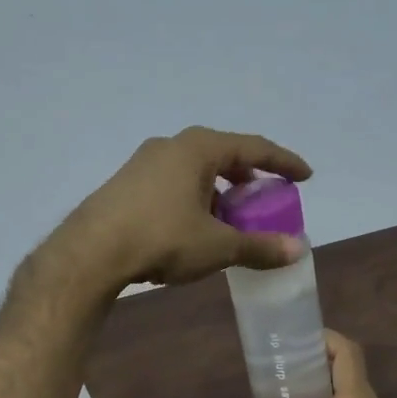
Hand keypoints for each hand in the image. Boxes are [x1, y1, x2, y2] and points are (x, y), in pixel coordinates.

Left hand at [50, 126, 311, 290]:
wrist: (91, 252)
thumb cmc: (162, 238)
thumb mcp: (217, 246)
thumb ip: (258, 246)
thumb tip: (298, 250)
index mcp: (199, 148)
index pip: (254, 147)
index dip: (283, 162)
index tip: (305, 176)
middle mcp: (171, 145)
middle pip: (222, 155)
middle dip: (248, 177)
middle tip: (265, 198)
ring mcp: (143, 163)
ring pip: (194, 171)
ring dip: (219, 191)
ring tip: (230, 218)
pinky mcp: (126, 184)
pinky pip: (172, 184)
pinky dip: (194, 199)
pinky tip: (193, 227)